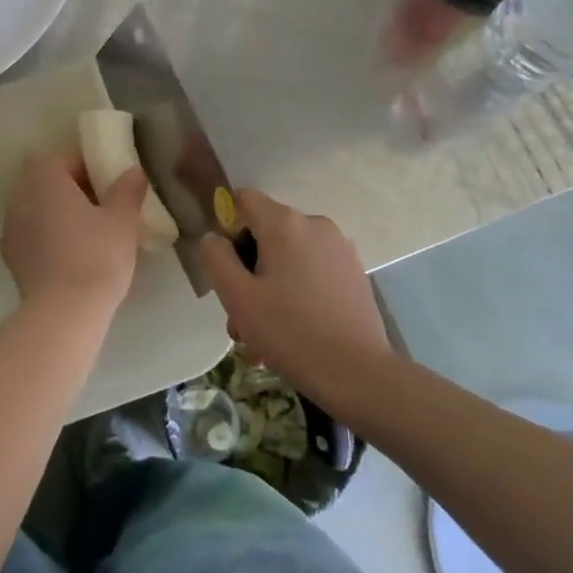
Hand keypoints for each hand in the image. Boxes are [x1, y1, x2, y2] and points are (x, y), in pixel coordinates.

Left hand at [0, 152, 149, 314]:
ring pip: (37, 210)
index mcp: (43, 179)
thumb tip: (133, 171)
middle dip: (70, 191)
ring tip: (89, 235)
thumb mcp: (122, 220)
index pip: (61, 158)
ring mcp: (10, 229)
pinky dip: (49, 239)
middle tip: (102, 208)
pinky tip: (73, 257)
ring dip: (58, 215)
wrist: (64, 313)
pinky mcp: (11, 260)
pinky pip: (32, 236)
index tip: (107, 185)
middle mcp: (19, 198)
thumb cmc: (96, 255)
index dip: (85, 168)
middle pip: (45, 183)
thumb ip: (127, 190)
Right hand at [197, 189, 391, 400]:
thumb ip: (216, 258)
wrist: (358, 373)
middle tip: (241, 317)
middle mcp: (314, 224)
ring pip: (289, 256)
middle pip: (266, 232)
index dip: (229, 228)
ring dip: (271, 287)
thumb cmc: (290, 332)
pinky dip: (297, 292)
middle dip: (249, 270)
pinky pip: (312, 270)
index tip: (229, 269)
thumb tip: (214, 238)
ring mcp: (339, 247)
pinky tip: (294, 332)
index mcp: (284, 223)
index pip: (244, 200)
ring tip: (264, 337)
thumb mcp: (238, 297)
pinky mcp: (354, 271)